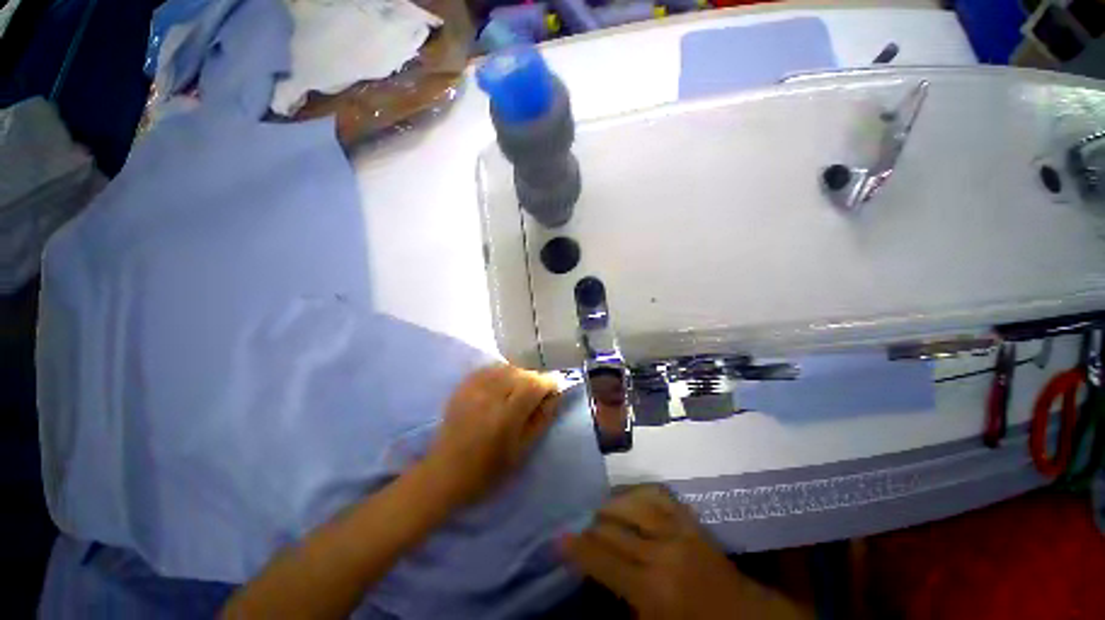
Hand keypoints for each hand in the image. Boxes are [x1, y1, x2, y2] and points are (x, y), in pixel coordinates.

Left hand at [422, 365, 559, 508]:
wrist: (444, 473)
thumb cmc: (488, 470)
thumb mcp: (522, 450)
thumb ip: (542, 419)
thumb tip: (555, 396)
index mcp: (507, 415)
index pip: (534, 384)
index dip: (549, 382)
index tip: (555, 388)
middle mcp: (490, 395)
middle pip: (521, 372)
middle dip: (535, 379)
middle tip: (538, 393)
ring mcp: (474, 388)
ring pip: (506, 367)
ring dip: (519, 374)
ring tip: (519, 389)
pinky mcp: (463, 386)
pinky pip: (489, 369)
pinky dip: (501, 372)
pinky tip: (502, 384)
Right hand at [561, 486, 806, 619]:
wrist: (745, 619)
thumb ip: (619, 601)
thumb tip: (592, 574)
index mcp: (652, 588)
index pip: (601, 558)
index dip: (575, 547)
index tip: (557, 538)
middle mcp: (663, 551)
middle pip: (612, 527)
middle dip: (590, 527)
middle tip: (578, 529)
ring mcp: (679, 530)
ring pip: (632, 503)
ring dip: (610, 505)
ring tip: (599, 513)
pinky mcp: (691, 519)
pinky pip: (658, 494)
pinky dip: (637, 492)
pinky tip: (628, 497)